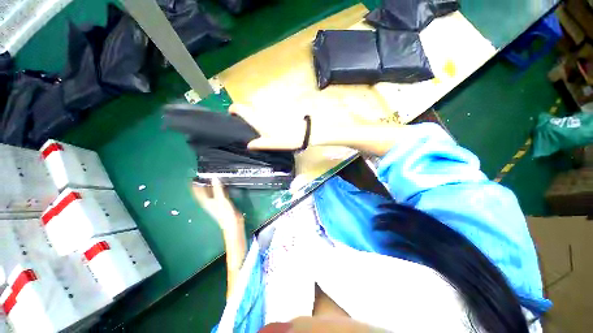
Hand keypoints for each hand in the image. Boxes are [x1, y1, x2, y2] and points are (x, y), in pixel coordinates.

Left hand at [192, 178, 243, 233]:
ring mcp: (215, 203)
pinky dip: (218, 190)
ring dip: (210, 187)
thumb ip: (217, 188)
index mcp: (206, 201)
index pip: (198, 192)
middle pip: (203, 192)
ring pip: (210, 193)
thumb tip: (214, 178)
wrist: (232, 223)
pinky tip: (220, 187)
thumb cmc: (224, 213)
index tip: (193, 178)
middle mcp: (209, 202)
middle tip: (201, 178)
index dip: (195, 185)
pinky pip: (218, 194)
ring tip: (209, 180)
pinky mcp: (222, 203)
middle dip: (202, 185)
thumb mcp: (221, 199)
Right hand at [230, 104, 306, 149]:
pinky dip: (269, 110)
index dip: (233, 109)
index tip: (232, 113)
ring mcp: (272, 105)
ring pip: (261, 104)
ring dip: (259, 110)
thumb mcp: (271, 144)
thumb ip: (259, 144)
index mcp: (257, 118)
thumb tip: (249, 145)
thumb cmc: (287, 138)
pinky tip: (275, 119)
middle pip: (250, 104)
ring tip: (264, 121)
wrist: (305, 129)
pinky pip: (271, 106)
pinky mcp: (281, 105)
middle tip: (251, 121)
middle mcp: (262, 108)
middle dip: (248, 111)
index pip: (240, 108)